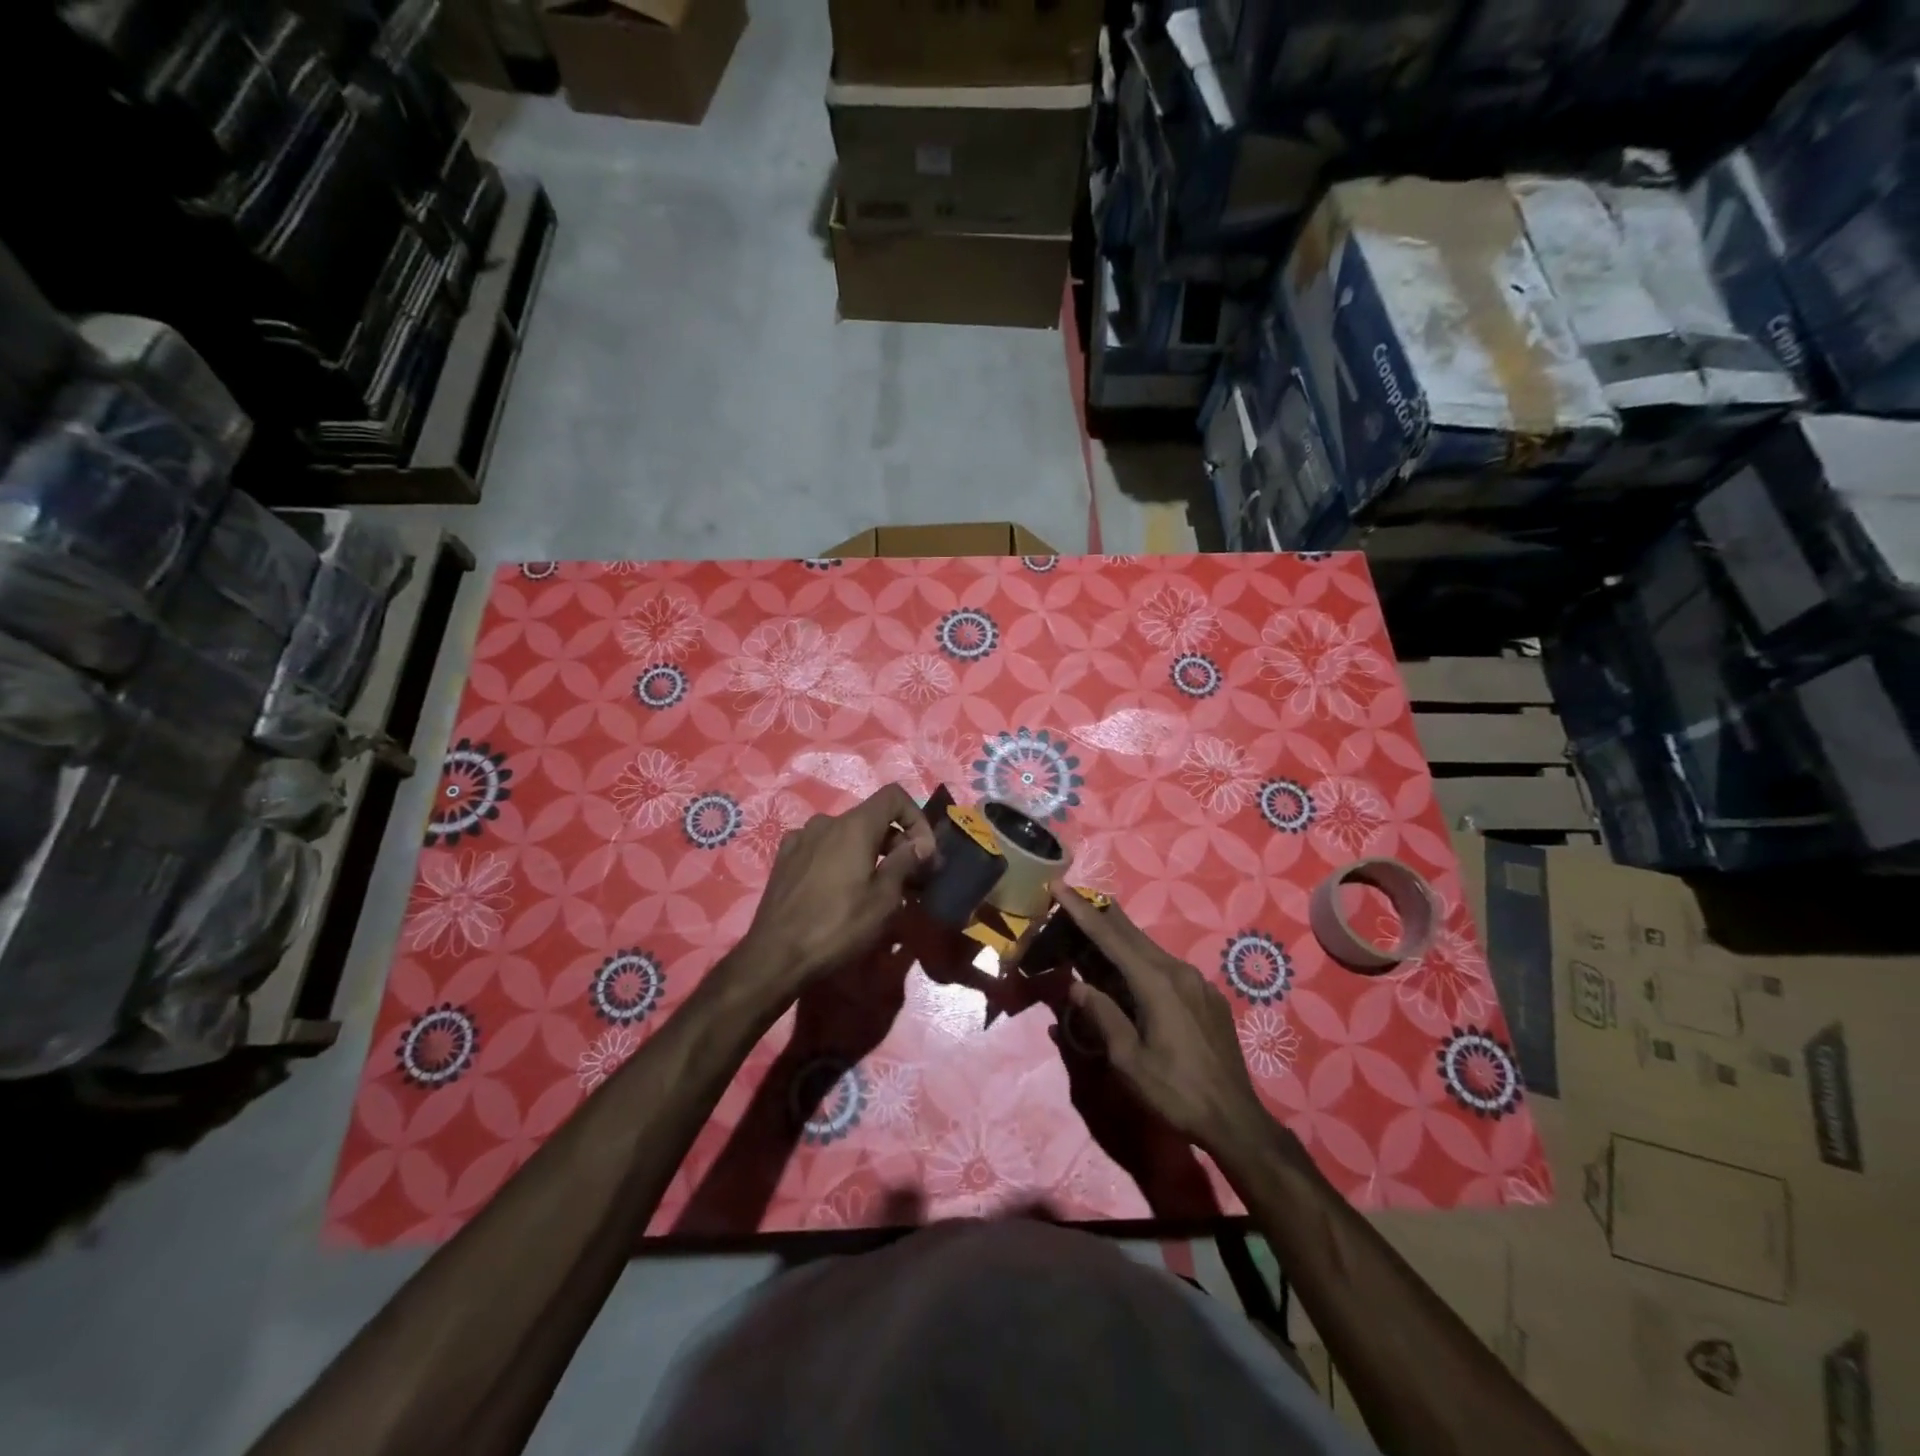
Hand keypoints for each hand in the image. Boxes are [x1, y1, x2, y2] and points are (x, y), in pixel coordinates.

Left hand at [735, 784, 936, 1001]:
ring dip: (868, 853)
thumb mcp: (883, 899)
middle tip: (911, 877)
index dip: (916, 817)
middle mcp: (826, 822)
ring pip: (846, 835)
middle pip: (871, 818)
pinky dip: (840, 860)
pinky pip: (823, 849)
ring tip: (877, 887)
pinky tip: (840, 891)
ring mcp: (800, 839)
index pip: (894, 796)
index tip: (924, 852)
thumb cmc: (837, 927)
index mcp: (854, 826)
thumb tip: (921, 844)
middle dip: (896, 841)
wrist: (775, 956)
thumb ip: (905, 863)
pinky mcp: (784, 859)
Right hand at [1038, 883, 1273, 1160]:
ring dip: (1120, 939)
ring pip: (1150, 950)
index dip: (1080, 910)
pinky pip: (1167, 967)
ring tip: (1094, 934)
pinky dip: (1141, 960)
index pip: (1109, 937)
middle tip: (1072, 898)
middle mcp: (1178, 971)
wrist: (1236, 1120)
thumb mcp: (1128, 1060)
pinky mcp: (1207, 996)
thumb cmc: (1176, 1093)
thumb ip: (1103, 1016)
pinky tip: (1131, 973)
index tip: (1059, 885)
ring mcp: (1197, 982)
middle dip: (1099, 915)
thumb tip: (1077, 987)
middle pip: (1131, 935)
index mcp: (1156, 983)